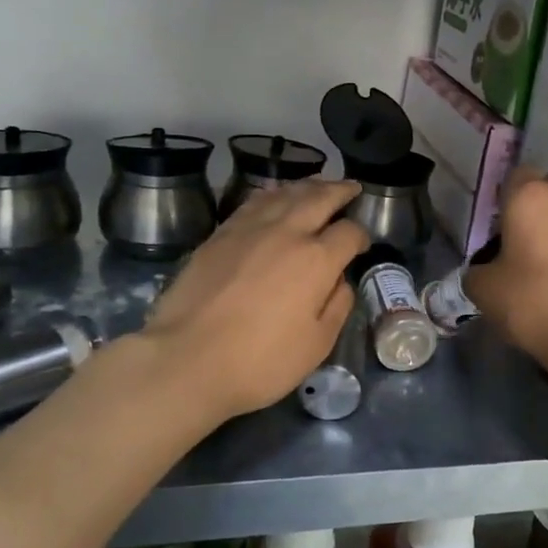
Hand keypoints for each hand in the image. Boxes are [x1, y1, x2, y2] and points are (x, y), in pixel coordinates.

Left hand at [141, 179, 369, 426]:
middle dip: (339, 190)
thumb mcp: (316, 345)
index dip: (360, 235)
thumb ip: (337, 306)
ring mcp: (249, 229)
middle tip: (351, 187)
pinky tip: (275, 198)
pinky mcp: (220, 234)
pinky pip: (254, 202)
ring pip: (284, 193)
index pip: (348, 232)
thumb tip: (340, 281)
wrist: (187, 359)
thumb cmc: (260, 361)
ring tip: (318, 185)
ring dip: (307, 186)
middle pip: (319, 198)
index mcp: (316, 260)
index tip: (361, 243)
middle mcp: (286, 232)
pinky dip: (273, 194)